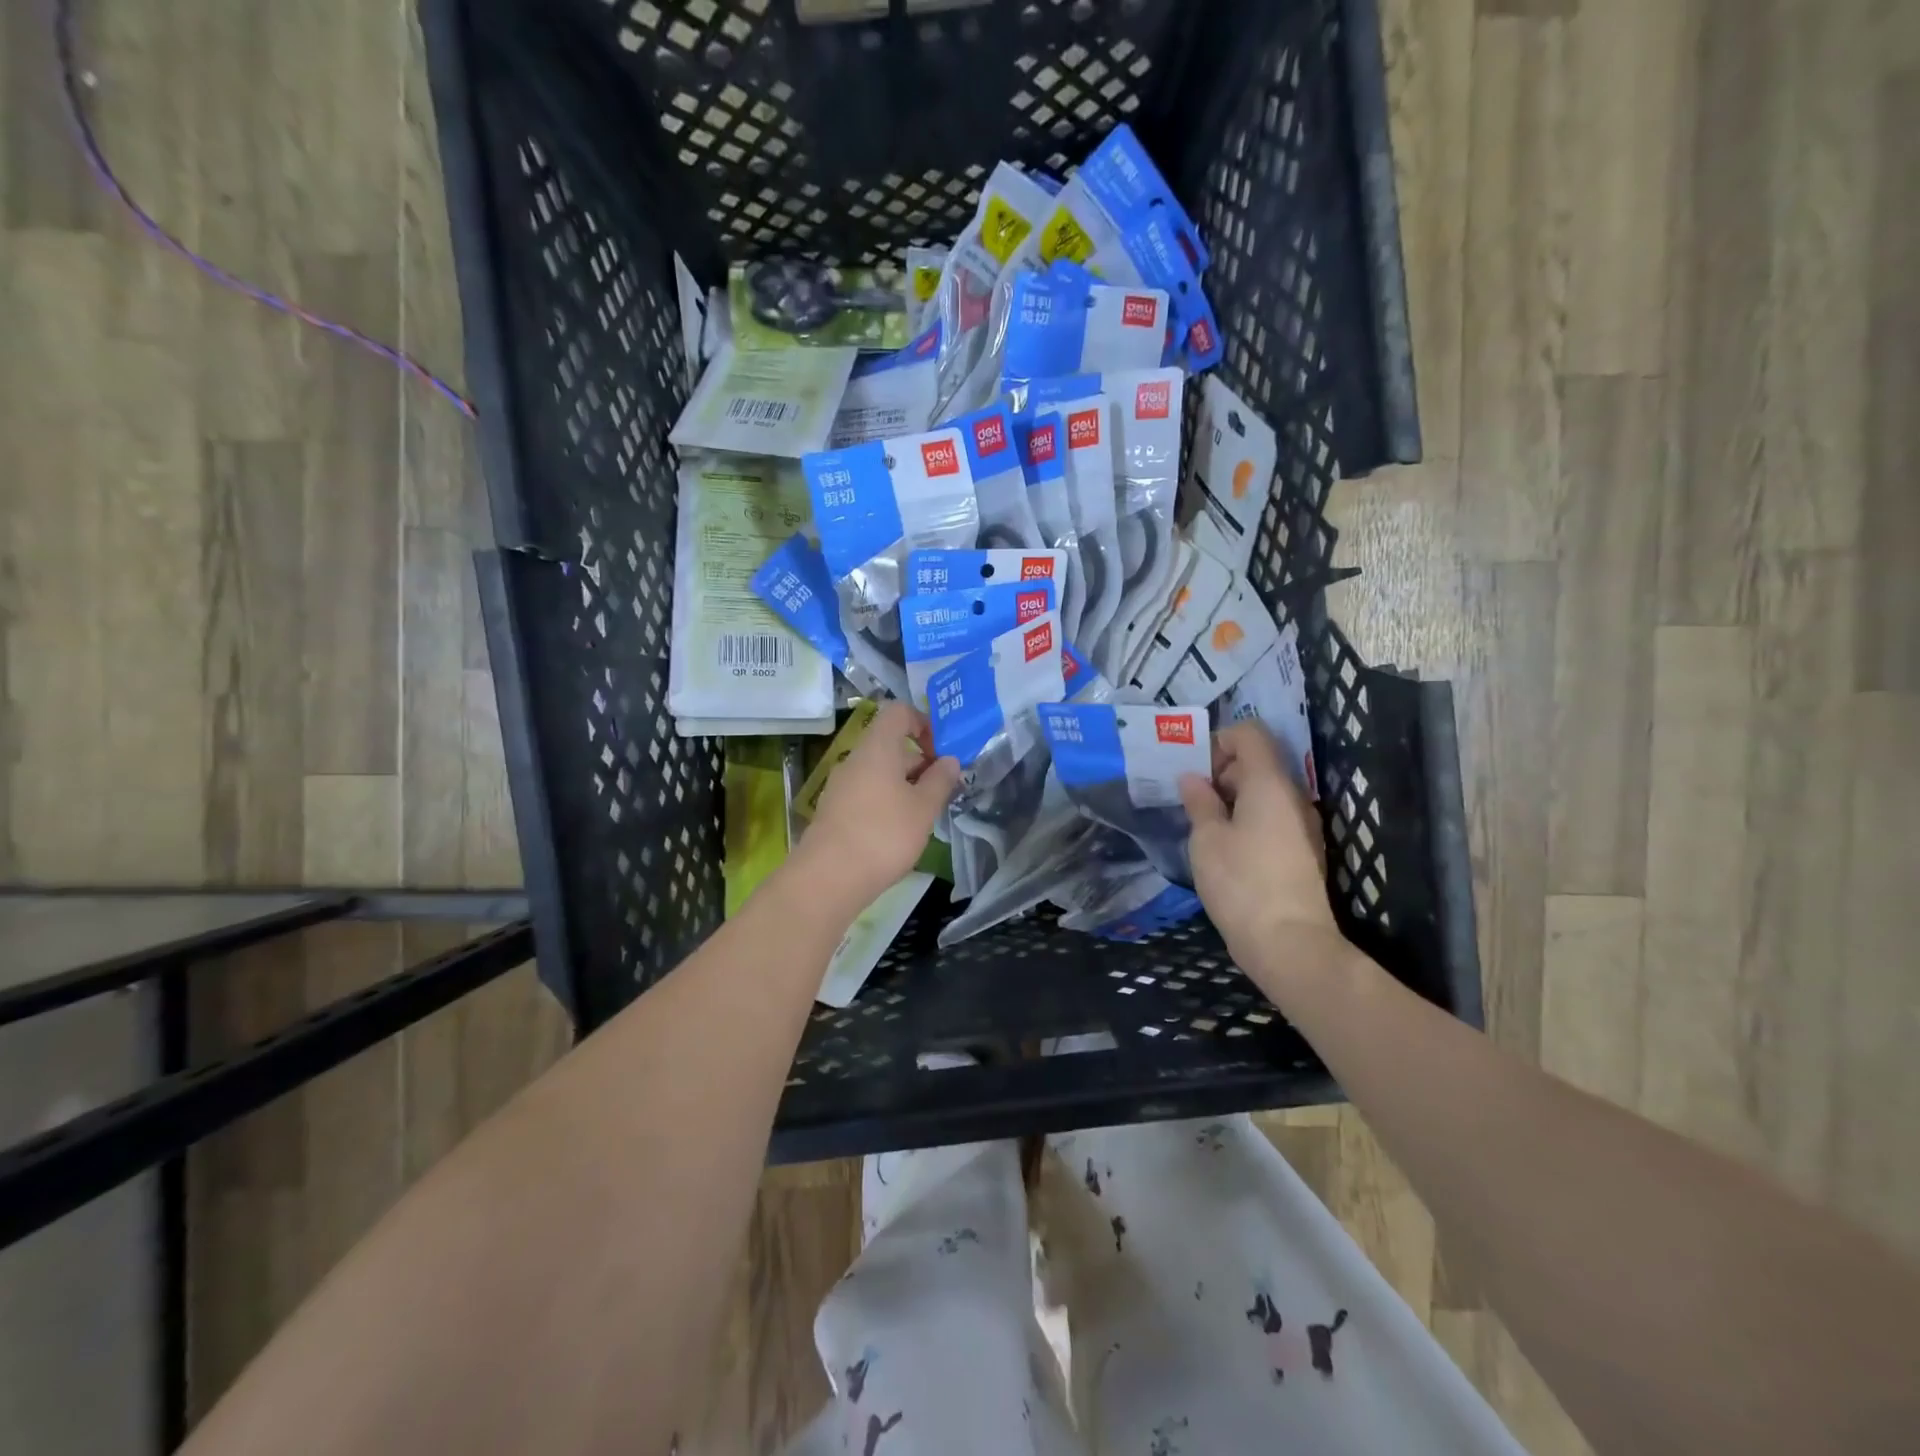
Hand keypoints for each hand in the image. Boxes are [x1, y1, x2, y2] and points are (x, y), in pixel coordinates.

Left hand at [797, 701, 960, 910]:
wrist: (829, 877)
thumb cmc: (884, 834)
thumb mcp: (924, 808)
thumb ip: (940, 780)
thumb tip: (949, 760)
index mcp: (877, 747)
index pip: (899, 712)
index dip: (924, 723)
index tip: (941, 752)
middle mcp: (855, 759)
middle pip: (890, 743)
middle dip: (920, 760)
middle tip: (942, 789)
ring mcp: (841, 784)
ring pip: (879, 770)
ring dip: (905, 783)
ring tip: (925, 813)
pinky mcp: (835, 809)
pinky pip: (867, 791)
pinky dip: (887, 800)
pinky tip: (899, 830)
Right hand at [1180, 722, 1346, 993]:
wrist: (1289, 943)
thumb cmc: (1241, 882)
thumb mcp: (1207, 839)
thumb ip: (1199, 802)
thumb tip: (1193, 779)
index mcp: (1269, 783)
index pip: (1251, 734)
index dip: (1219, 740)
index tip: (1194, 768)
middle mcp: (1293, 796)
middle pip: (1259, 761)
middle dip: (1222, 771)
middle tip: (1191, 798)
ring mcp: (1303, 824)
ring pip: (1266, 792)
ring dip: (1233, 798)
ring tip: (1203, 824)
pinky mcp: (1303, 850)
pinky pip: (1273, 817)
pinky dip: (1247, 819)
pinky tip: (1224, 846)